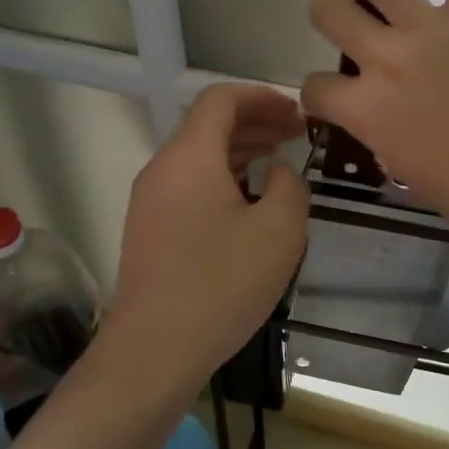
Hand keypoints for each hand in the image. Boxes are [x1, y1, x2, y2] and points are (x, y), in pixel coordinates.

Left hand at [107, 83, 309, 388]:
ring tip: (280, 161)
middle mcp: (163, 169)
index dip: (262, 97)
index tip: (297, 113)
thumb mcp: (279, 231)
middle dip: (256, 122)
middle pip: (208, 125)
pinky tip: (251, 200)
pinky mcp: (150, 229)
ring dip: (241, 150)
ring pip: (199, 156)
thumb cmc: (221, 284)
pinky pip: (190, 184)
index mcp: (189, 157)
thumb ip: (289, 186)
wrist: (153, 351)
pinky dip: (224, 177)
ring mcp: (151, 201)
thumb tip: (277, 172)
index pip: (221, 99)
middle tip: (297, 134)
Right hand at [302, 0, 448, 241]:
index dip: (317, 94)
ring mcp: (432, 29)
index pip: (317, 89)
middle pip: (331, 15)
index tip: (330, 97)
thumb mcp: (412, 173)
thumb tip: (387, 120)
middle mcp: (386, 60)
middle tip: (333, 14)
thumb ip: (387, 137)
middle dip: (323, 13)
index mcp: (367, 110)